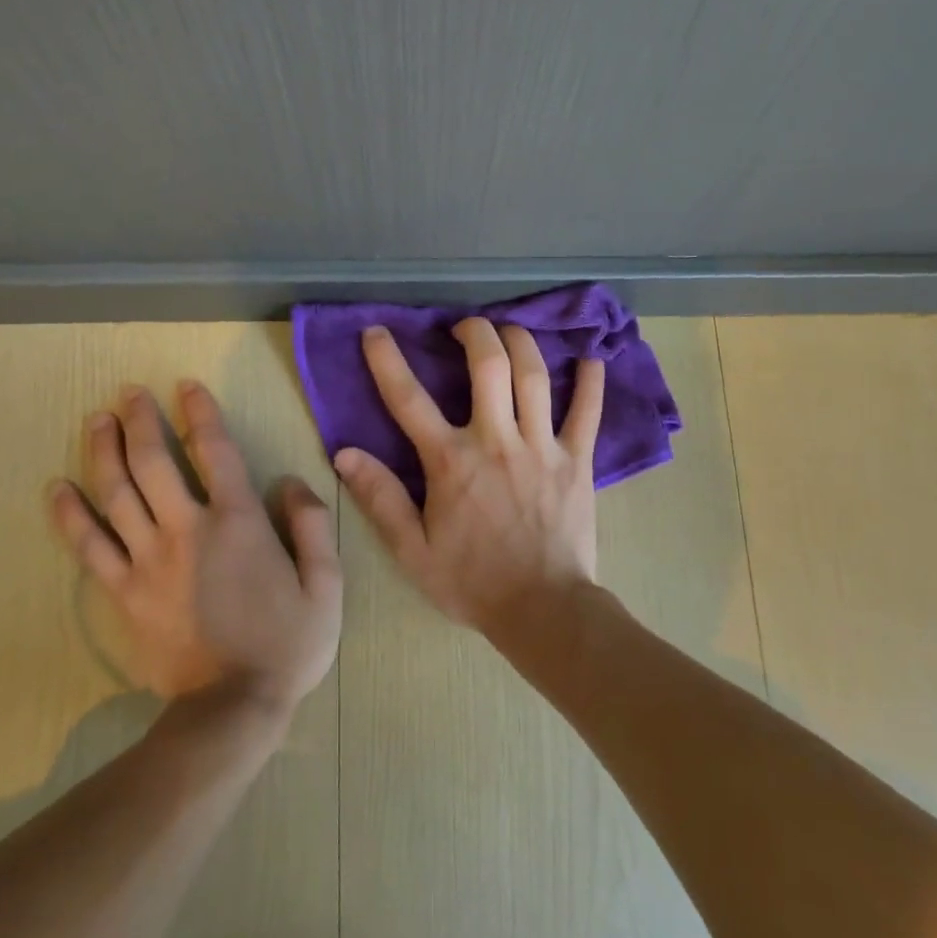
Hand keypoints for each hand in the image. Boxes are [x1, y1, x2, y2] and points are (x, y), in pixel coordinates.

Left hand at [48, 380, 341, 707]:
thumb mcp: (326, 585)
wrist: (231, 708)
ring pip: (116, 493)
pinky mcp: (123, 592)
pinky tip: (58, 487)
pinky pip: (89, 545)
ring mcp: (148, 560)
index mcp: (238, 523)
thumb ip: (312, 526)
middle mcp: (187, 530)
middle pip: (153, 462)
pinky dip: (70, 514)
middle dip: (141, 420)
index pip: (215, 451)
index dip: (200, 413)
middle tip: (129, 392)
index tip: (186, 386)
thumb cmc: (287, 644)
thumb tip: (290, 481)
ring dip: (103, 450)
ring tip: (97, 420)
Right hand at [334, 318, 602, 632]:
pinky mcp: (578, 461)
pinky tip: (591, 358)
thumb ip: (380, 499)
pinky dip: (591, 382)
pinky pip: (588, 412)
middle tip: (465, 328)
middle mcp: (497, 441)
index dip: (388, 360)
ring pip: (534, 376)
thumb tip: (345, 453)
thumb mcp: (412, 550)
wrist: (542, 609)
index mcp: (451, 462)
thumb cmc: (472, 582)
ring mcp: (542, 447)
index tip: (376, 332)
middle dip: (475, 333)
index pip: (409, 399)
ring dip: (521, 343)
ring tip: (510, 331)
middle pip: (488, 366)